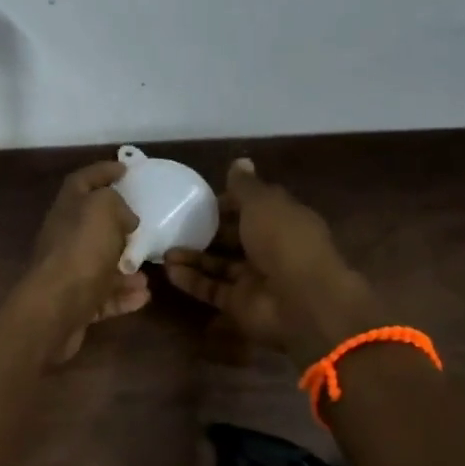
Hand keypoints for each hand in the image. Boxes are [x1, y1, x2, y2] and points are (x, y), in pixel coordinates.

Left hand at [19, 161, 150, 362]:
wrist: (55, 309)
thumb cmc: (81, 251)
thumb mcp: (103, 210)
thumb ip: (116, 204)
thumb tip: (125, 219)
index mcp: (67, 209)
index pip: (82, 181)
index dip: (103, 171)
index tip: (126, 169)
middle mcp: (64, 239)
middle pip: (91, 227)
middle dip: (118, 228)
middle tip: (141, 228)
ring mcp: (68, 273)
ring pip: (101, 265)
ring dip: (126, 269)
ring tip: (148, 273)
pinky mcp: (75, 304)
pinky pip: (104, 297)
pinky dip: (123, 296)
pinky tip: (143, 296)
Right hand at [164, 158, 380, 363]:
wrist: (300, 300)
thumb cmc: (284, 241)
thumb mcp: (263, 203)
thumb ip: (245, 186)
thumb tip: (239, 161)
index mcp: (283, 221)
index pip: (253, 209)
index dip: (229, 203)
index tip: (201, 201)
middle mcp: (270, 249)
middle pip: (234, 238)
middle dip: (207, 232)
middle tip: (175, 226)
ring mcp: (254, 279)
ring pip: (219, 265)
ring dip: (193, 257)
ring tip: (164, 250)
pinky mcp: (239, 304)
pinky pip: (211, 289)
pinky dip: (191, 280)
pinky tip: (168, 270)